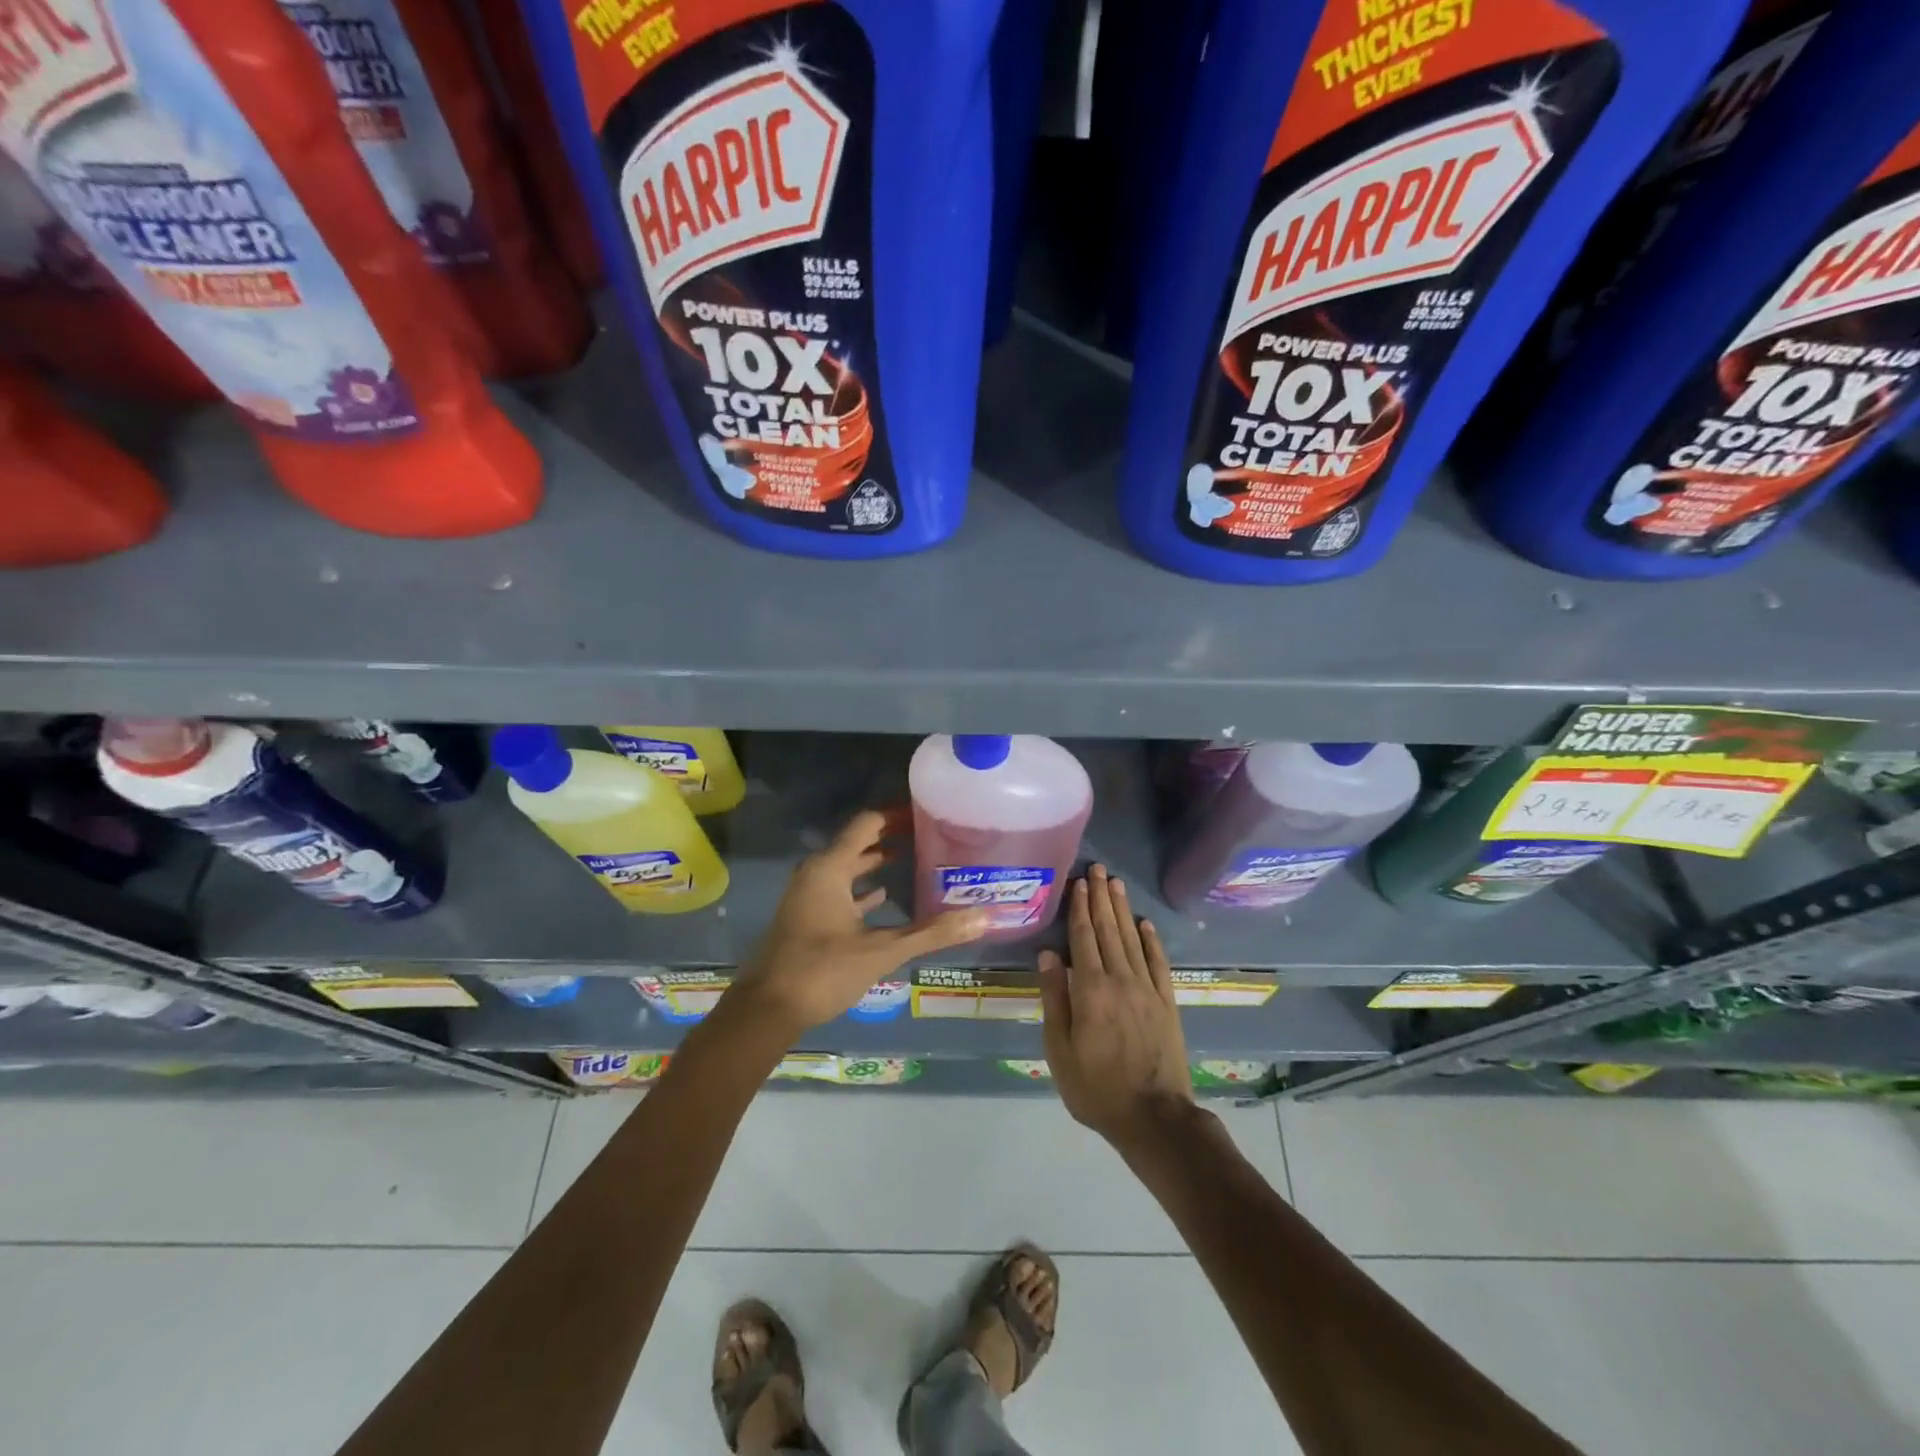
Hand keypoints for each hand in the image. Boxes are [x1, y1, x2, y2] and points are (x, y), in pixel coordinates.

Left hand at [731, 810, 989, 1033]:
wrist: (767, 1010)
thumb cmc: (822, 970)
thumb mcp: (882, 951)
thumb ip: (932, 932)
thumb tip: (983, 917)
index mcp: (830, 868)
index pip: (867, 824)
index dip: (896, 815)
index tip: (927, 812)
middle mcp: (816, 873)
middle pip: (856, 842)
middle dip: (890, 837)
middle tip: (928, 834)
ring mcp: (808, 895)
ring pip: (847, 867)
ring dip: (875, 861)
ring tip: (912, 858)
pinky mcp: (806, 916)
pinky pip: (838, 889)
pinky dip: (861, 887)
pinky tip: (882, 895)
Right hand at [1038, 865, 1194, 1150]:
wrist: (1154, 1117)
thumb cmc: (1096, 1088)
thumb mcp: (1060, 1050)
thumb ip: (1054, 998)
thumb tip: (1047, 954)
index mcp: (1090, 989)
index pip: (1083, 939)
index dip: (1080, 908)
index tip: (1079, 882)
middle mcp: (1120, 979)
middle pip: (1108, 930)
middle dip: (1101, 898)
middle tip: (1099, 869)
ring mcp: (1147, 989)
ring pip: (1132, 940)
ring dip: (1122, 910)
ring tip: (1116, 884)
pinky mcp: (1166, 1003)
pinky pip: (1158, 963)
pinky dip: (1151, 941)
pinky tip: (1145, 924)